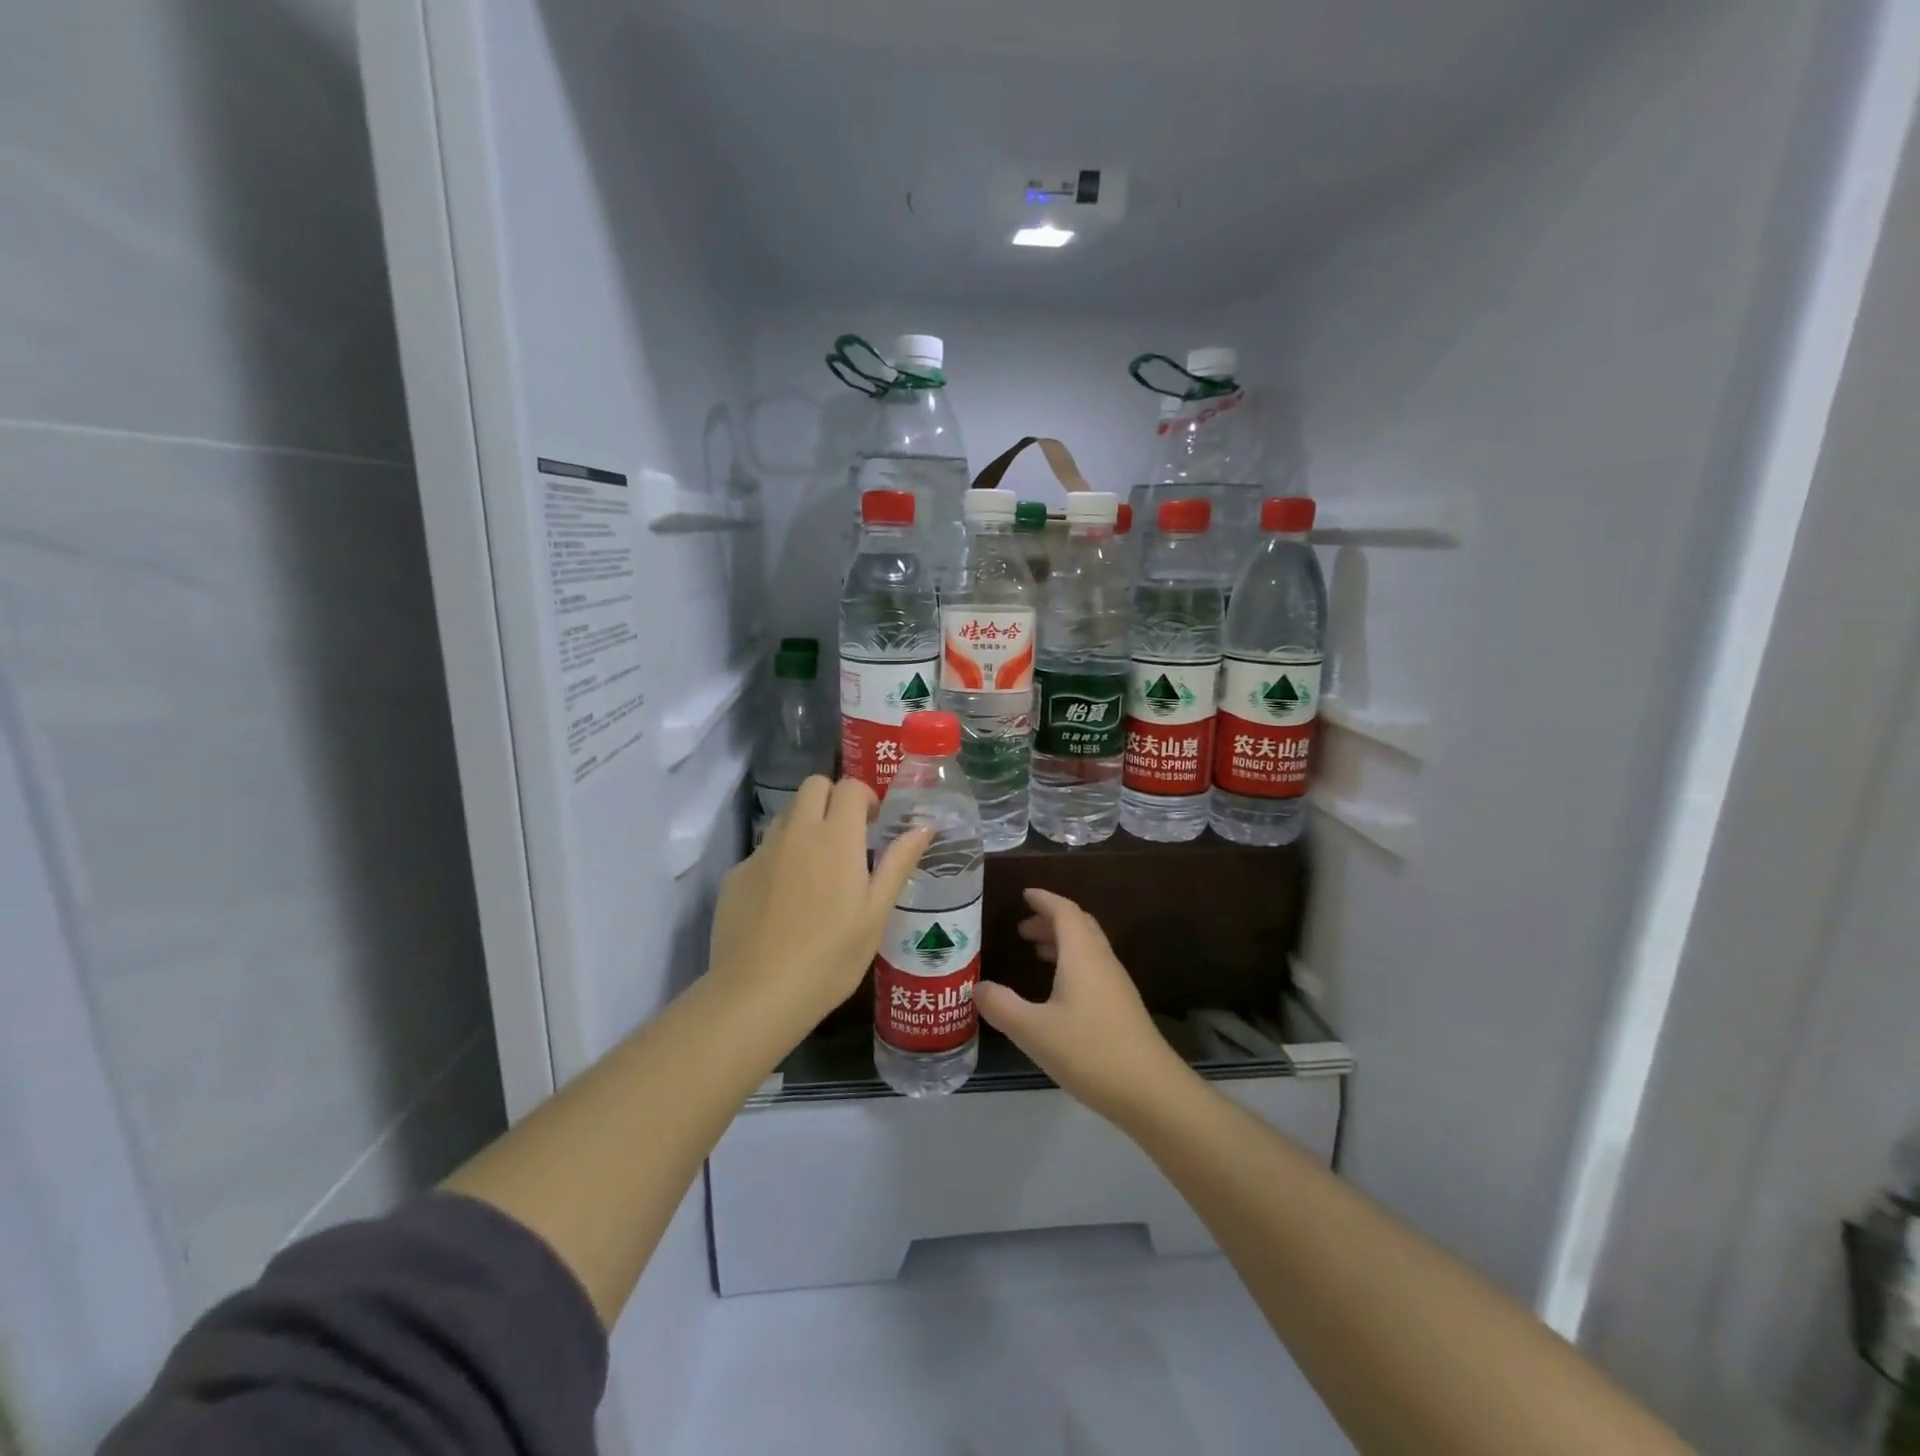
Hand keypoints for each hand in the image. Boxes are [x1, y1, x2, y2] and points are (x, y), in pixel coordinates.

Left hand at [708, 776, 929, 1032]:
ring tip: (815, 870)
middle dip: (832, 798)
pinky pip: (763, 851)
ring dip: (805, 826)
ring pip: (786, 816)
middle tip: (846, 836)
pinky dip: (778, 860)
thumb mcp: (876, 914)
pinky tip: (783, 903)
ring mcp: (762, 852)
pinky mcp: (736, 875)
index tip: (873, 823)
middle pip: (812, 786)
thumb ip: (898, 863)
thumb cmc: (831, 957)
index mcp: (837, 838)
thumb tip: (925, 826)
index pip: (849, 787)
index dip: (864, 797)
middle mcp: (797, 833)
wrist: (758, 994)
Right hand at [974, 889, 1192, 1123]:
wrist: (1150, 1091)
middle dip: (1050, 920)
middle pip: (1078, 925)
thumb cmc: (1089, 1051)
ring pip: (1087, 947)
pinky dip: (1071, 963)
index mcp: (1082, 954)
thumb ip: (1001, 1006)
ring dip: (1061, 942)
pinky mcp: (1122, 1006)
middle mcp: (1102, 960)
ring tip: (1034, 952)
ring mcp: (1116, 983)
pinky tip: (1057, 991)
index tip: (1024, 894)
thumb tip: (978, 987)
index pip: (1064, 911)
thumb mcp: (1034, 1030)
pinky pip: (1093, 967)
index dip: (1044, 899)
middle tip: (1022, 930)